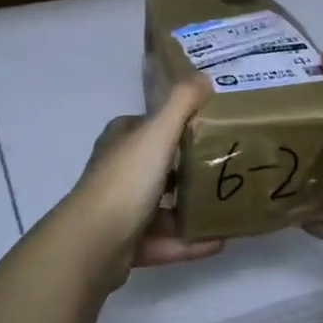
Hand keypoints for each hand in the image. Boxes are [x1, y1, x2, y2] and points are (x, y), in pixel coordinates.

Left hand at [51, 80, 222, 288]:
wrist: (93, 244)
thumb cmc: (125, 181)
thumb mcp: (157, 134)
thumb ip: (181, 104)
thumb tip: (203, 77)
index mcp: (121, 140)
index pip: (152, 126)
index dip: (179, 124)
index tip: (214, 129)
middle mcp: (118, 171)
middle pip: (160, 165)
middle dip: (190, 167)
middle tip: (228, 168)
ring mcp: (121, 210)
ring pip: (164, 206)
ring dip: (193, 208)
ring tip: (229, 207)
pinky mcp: (127, 245)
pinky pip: (167, 241)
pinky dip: (191, 241)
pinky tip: (220, 242)